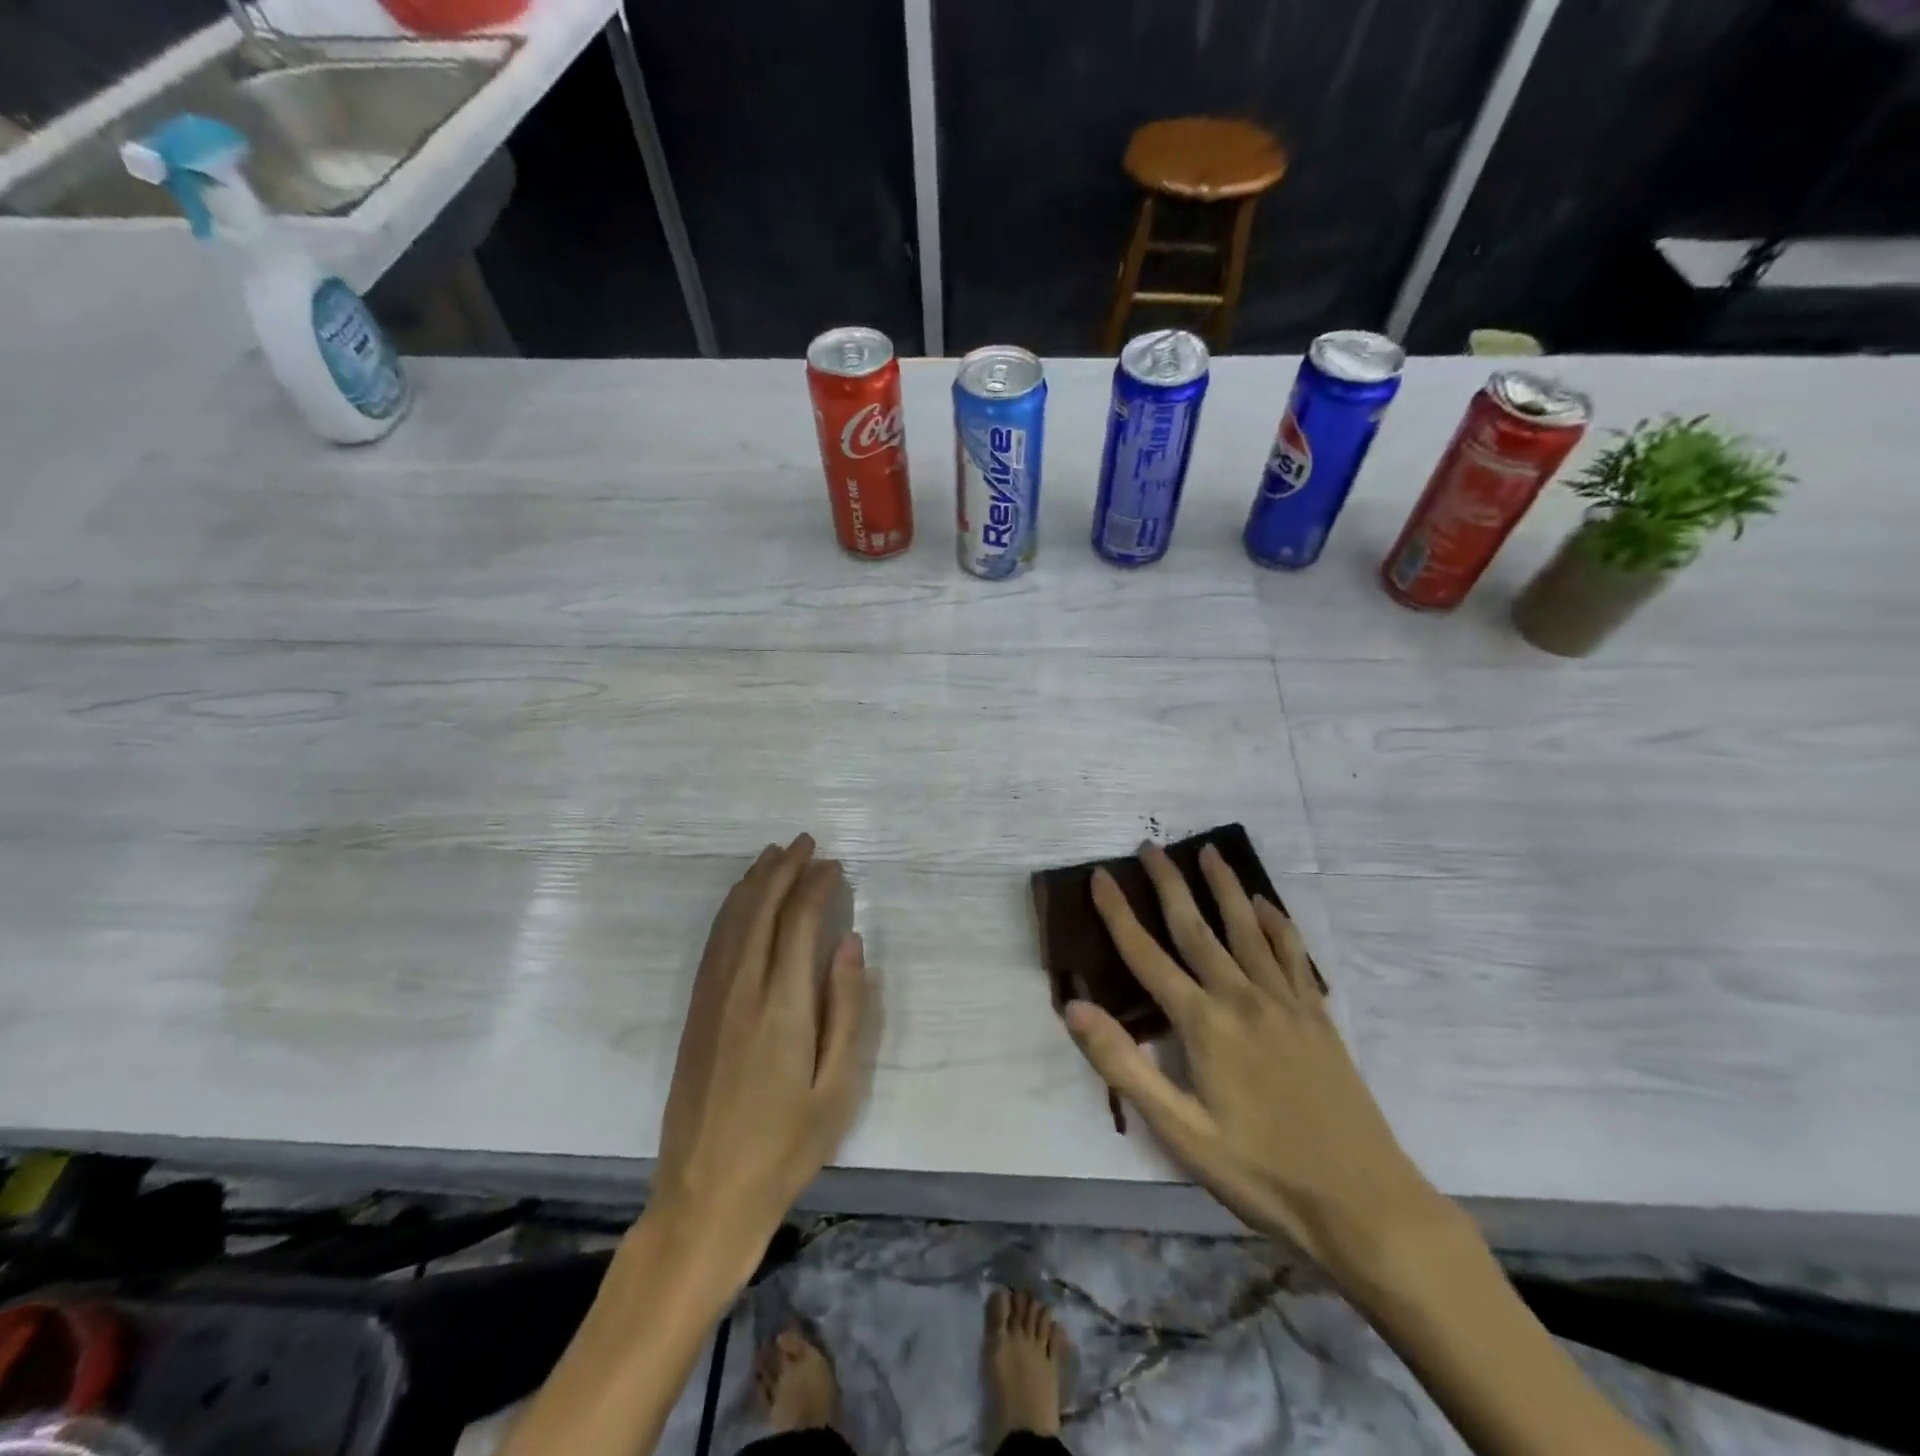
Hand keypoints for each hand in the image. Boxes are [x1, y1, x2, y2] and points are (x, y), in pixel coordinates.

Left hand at [649, 834, 871, 1291]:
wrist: (705, 1196)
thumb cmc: (786, 1147)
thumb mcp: (839, 1087)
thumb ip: (848, 1008)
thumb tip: (850, 942)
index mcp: (782, 1005)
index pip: (797, 922)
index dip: (815, 886)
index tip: (833, 864)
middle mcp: (741, 989)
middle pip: (759, 910)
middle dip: (782, 870)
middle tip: (805, 843)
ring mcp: (711, 1000)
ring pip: (731, 921)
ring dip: (753, 883)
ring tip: (773, 855)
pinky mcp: (695, 1014)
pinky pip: (713, 944)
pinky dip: (730, 911)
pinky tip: (741, 902)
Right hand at [1063, 842, 1451, 1282]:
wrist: (1363, 1203)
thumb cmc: (1261, 1172)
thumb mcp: (1180, 1132)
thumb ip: (1124, 1065)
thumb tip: (1075, 1007)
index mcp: (1203, 1023)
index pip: (1147, 955)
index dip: (1118, 913)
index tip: (1100, 876)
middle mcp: (1241, 997)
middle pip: (1196, 927)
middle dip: (1169, 884)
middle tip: (1150, 846)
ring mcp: (1284, 1002)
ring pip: (1247, 928)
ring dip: (1224, 886)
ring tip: (1209, 851)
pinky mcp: (1316, 1015)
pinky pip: (1292, 954)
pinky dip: (1276, 922)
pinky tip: (1265, 903)